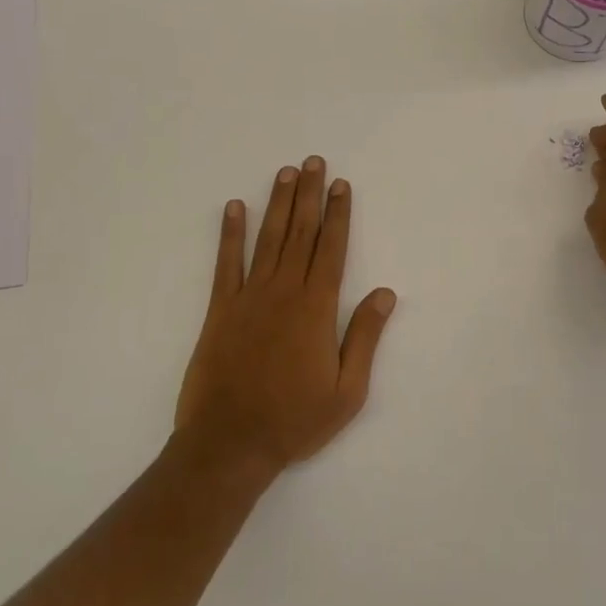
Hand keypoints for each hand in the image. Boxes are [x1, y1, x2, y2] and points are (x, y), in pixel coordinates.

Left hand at [174, 157, 397, 483]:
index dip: (338, 214)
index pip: (332, 249)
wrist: (230, 444)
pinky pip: (226, 264)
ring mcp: (249, 298)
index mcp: (317, 308)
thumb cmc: (295, 420)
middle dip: (309, 195)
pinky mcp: (220, 310)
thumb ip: (365, 337)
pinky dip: (230, 234)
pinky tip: (234, 208)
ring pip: (268, 239)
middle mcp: (284, 292)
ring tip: (285, 173)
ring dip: (277, 204)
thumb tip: (386, 293)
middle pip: (301, 233)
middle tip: (312, 162)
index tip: (340, 185)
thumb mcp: (348, 390)